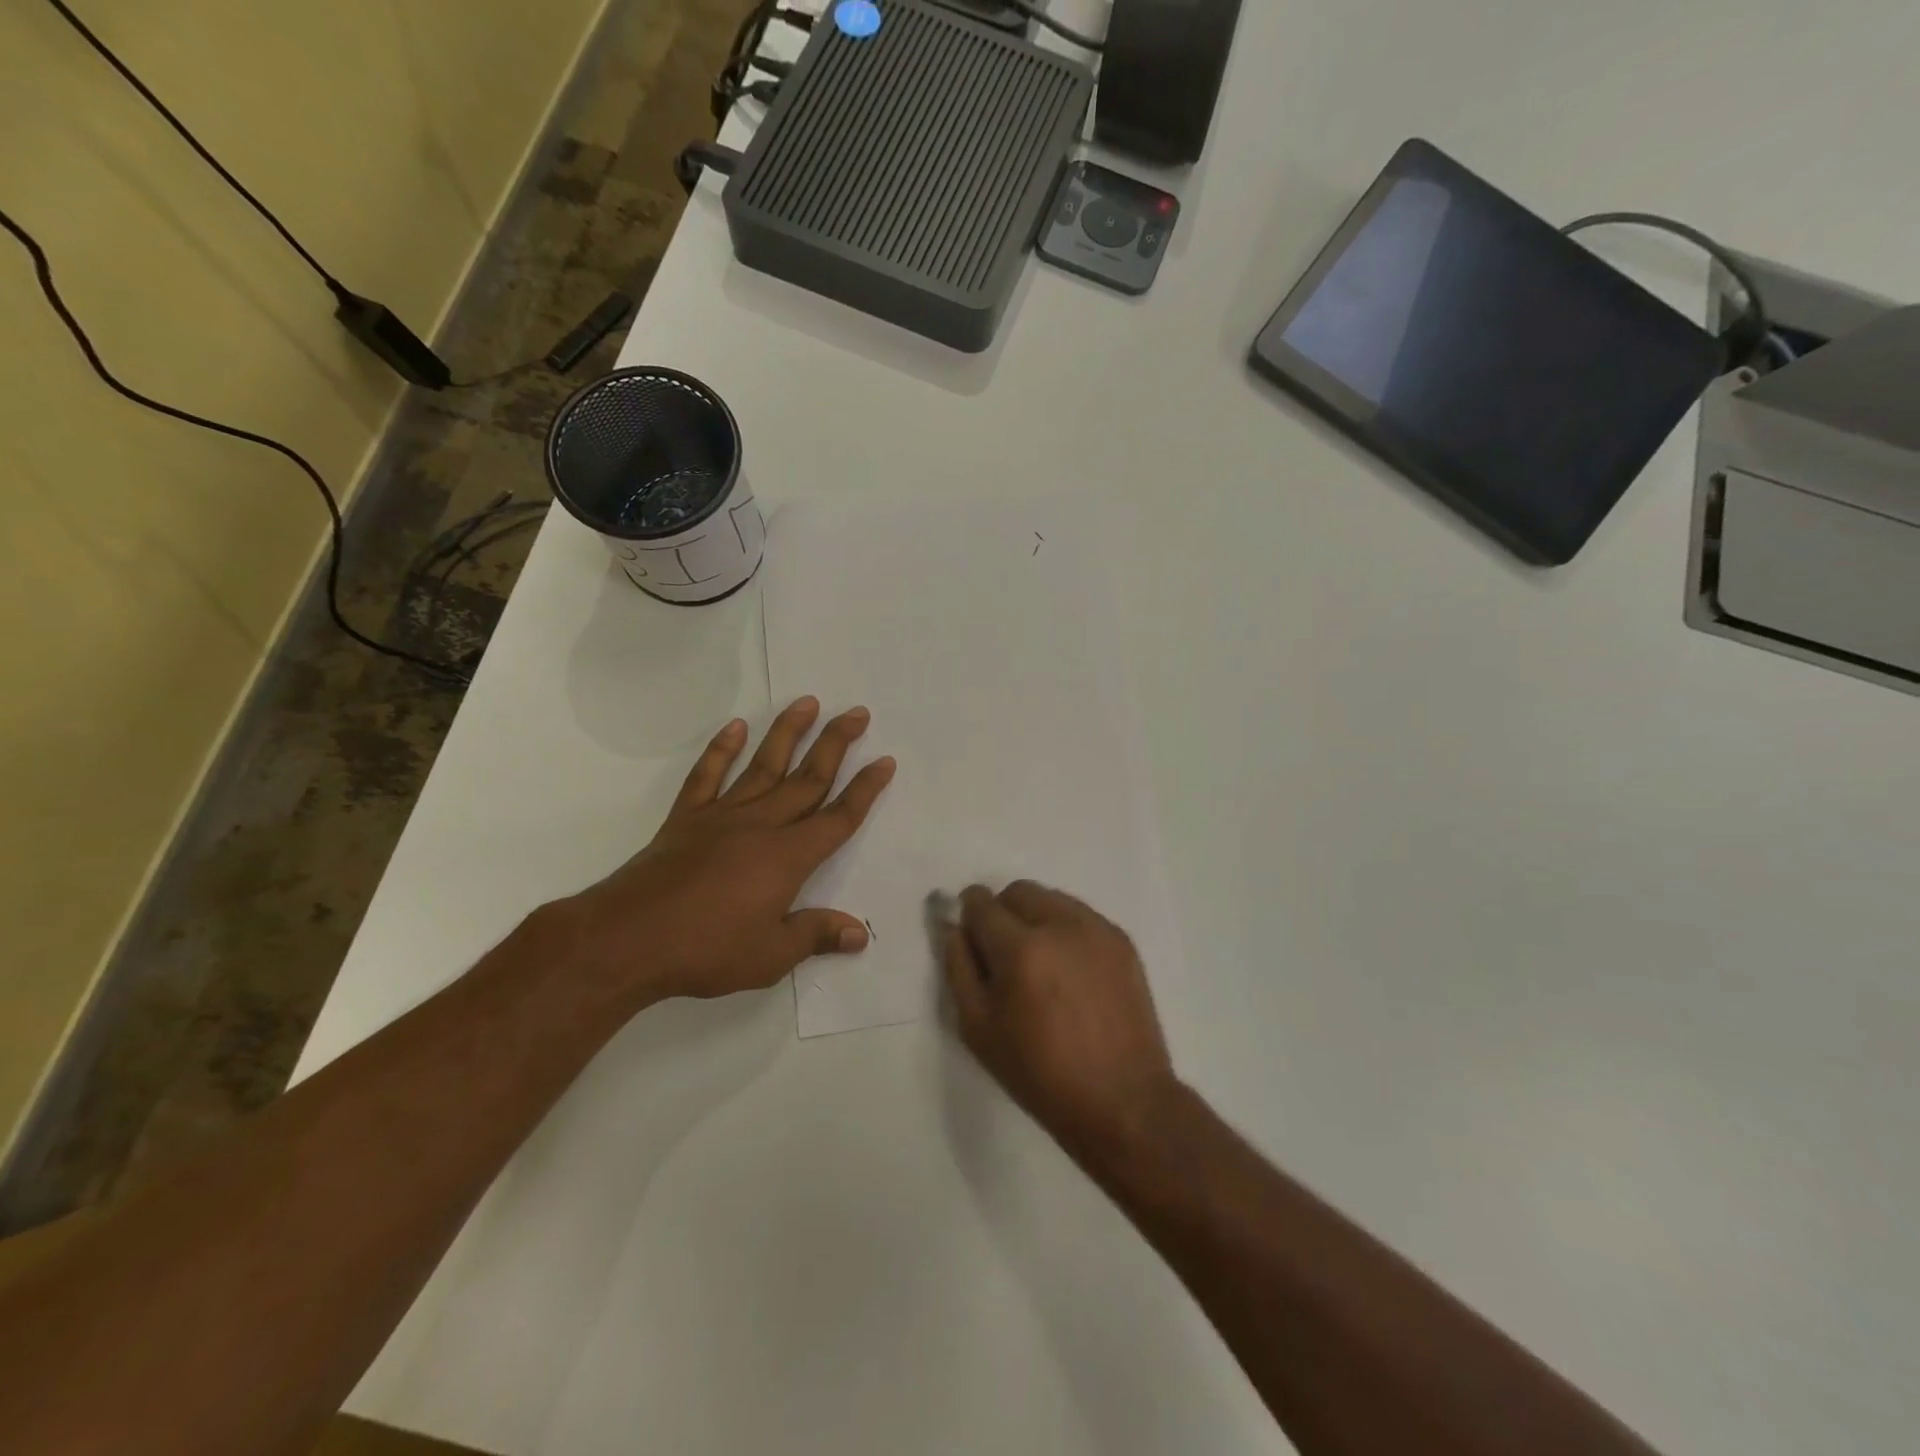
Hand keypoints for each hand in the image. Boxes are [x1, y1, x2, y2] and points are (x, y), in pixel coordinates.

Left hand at [558, 698, 894, 1004]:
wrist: (627, 939)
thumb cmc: (706, 950)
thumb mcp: (770, 955)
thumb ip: (815, 935)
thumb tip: (859, 933)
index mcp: (788, 857)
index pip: (838, 817)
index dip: (866, 789)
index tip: (885, 761)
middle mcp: (761, 825)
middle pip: (808, 778)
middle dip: (837, 744)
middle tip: (858, 713)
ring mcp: (721, 816)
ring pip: (763, 765)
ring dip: (788, 732)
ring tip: (808, 702)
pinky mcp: (686, 819)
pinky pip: (707, 776)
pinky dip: (721, 750)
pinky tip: (735, 727)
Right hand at [944, 882, 1176, 1154]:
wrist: (1122, 1100)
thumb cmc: (1040, 1073)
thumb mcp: (978, 1028)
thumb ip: (958, 967)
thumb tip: (952, 926)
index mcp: (1020, 949)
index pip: (981, 903)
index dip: (969, 915)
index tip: (971, 937)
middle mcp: (1060, 925)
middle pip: (1018, 891)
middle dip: (1002, 912)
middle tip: (1004, 955)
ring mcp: (1097, 929)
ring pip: (1051, 899)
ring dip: (1035, 917)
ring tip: (1041, 964)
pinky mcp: (1122, 940)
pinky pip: (1081, 916)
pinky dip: (1065, 930)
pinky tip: (1070, 971)